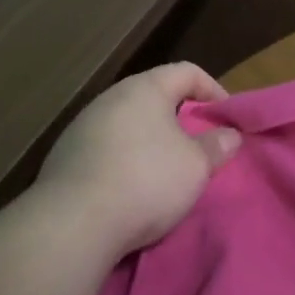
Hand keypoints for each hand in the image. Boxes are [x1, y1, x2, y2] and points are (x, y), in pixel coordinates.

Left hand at [33, 62, 242, 257]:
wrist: (73, 222)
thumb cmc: (146, 181)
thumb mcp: (196, 166)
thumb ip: (216, 146)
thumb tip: (229, 134)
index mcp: (144, 89)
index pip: (187, 71)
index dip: (212, 89)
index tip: (226, 118)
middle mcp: (110, 97)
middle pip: (154, 96)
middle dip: (180, 117)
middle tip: (198, 144)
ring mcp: (82, 125)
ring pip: (128, 122)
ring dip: (150, 139)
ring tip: (166, 168)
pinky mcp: (65, 155)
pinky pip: (106, 147)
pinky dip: (125, 158)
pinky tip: (131, 186)